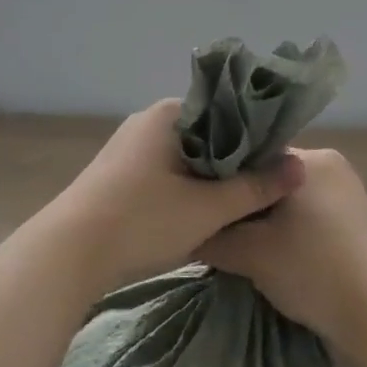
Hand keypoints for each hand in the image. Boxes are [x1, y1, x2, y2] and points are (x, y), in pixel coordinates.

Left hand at [43, 99, 305, 290]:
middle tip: (266, 187)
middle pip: (208, 135)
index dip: (257, 137)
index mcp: (169, 114)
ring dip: (210, 179)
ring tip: (241, 203)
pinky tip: (202, 214)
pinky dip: (186, 190)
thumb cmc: (141, 221)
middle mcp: (148, 123)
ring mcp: (129, 149)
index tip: (279, 163)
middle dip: (236, 161)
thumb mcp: (207, 209)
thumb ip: (255, 188)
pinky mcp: (118, 176)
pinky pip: (165, 174)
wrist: (66, 255)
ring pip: (186, 158)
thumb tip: (300, 168)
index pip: (227, 111)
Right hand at [197, 148, 366, 361]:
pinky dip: (289, 231)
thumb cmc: (312, 272)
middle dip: (244, 203)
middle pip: (271, 179)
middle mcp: (334, 167)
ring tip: (239, 244)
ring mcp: (349, 195)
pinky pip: (310, 217)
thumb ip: (211, 235)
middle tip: (215, 227)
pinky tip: (272, 254)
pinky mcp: (356, 223)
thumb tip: (186, 228)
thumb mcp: (249, 253)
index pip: (253, 157)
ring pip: (290, 200)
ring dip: (266, 220)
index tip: (200, 201)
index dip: (224, 179)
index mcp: (312, 159)